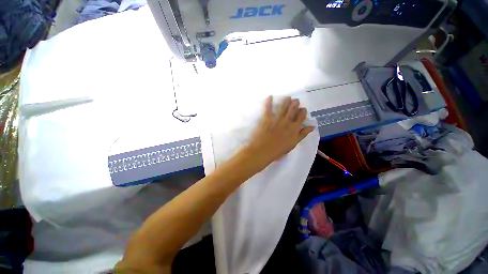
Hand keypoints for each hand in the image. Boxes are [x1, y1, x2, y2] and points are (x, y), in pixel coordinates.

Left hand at [244, 96, 314, 167]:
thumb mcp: (293, 144)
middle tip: (295, 101)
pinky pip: (268, 107)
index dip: (303, 111)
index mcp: (294, 128)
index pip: (301, 116)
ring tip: (288, 97)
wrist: (263, 151)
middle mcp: (287, 121)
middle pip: (293, 109)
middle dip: (295, 103)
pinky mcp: (266, 118)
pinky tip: (270, 96)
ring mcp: (276, 119)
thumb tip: (312, 126)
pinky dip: (269, 101)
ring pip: (283, 106)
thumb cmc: (278, 150)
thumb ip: (302, 134)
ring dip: (286, 100)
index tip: (302, 110)